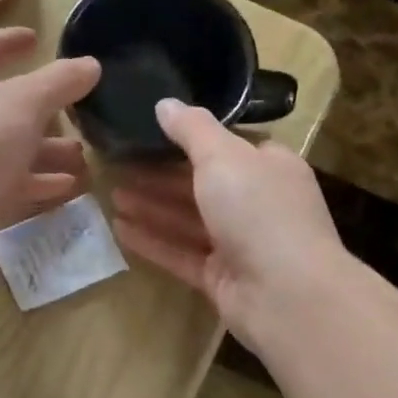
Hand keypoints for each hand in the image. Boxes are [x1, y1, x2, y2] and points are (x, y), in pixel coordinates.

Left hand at [0, 27, 101, 237]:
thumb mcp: (27, 103)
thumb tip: (90, 65)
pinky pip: (6, 180)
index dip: (9, 40)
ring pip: (7, 145)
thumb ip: (60, 81)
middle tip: (74, 107)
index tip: (36, 39)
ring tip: (82, 153)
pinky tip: (68, 185)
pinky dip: (35, 180)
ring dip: (45, 148)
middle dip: (41, 107)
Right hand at [110, 98, 347, 344]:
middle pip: (201, 184)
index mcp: (268, 167)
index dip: (190, 138)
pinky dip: (152, 241)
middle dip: (160, 176)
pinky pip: (180, 253)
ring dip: (151, 207)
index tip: (150, 132)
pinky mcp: (220, 277)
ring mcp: (239, 243)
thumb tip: (164, 103)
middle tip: (118, 165)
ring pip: (188, 220)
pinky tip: (119, 230)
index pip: (229, 146)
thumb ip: (191, 129)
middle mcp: (256, 203)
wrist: (286, 294)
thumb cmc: (259, 211)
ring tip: (111, 195)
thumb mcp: (223, 156)